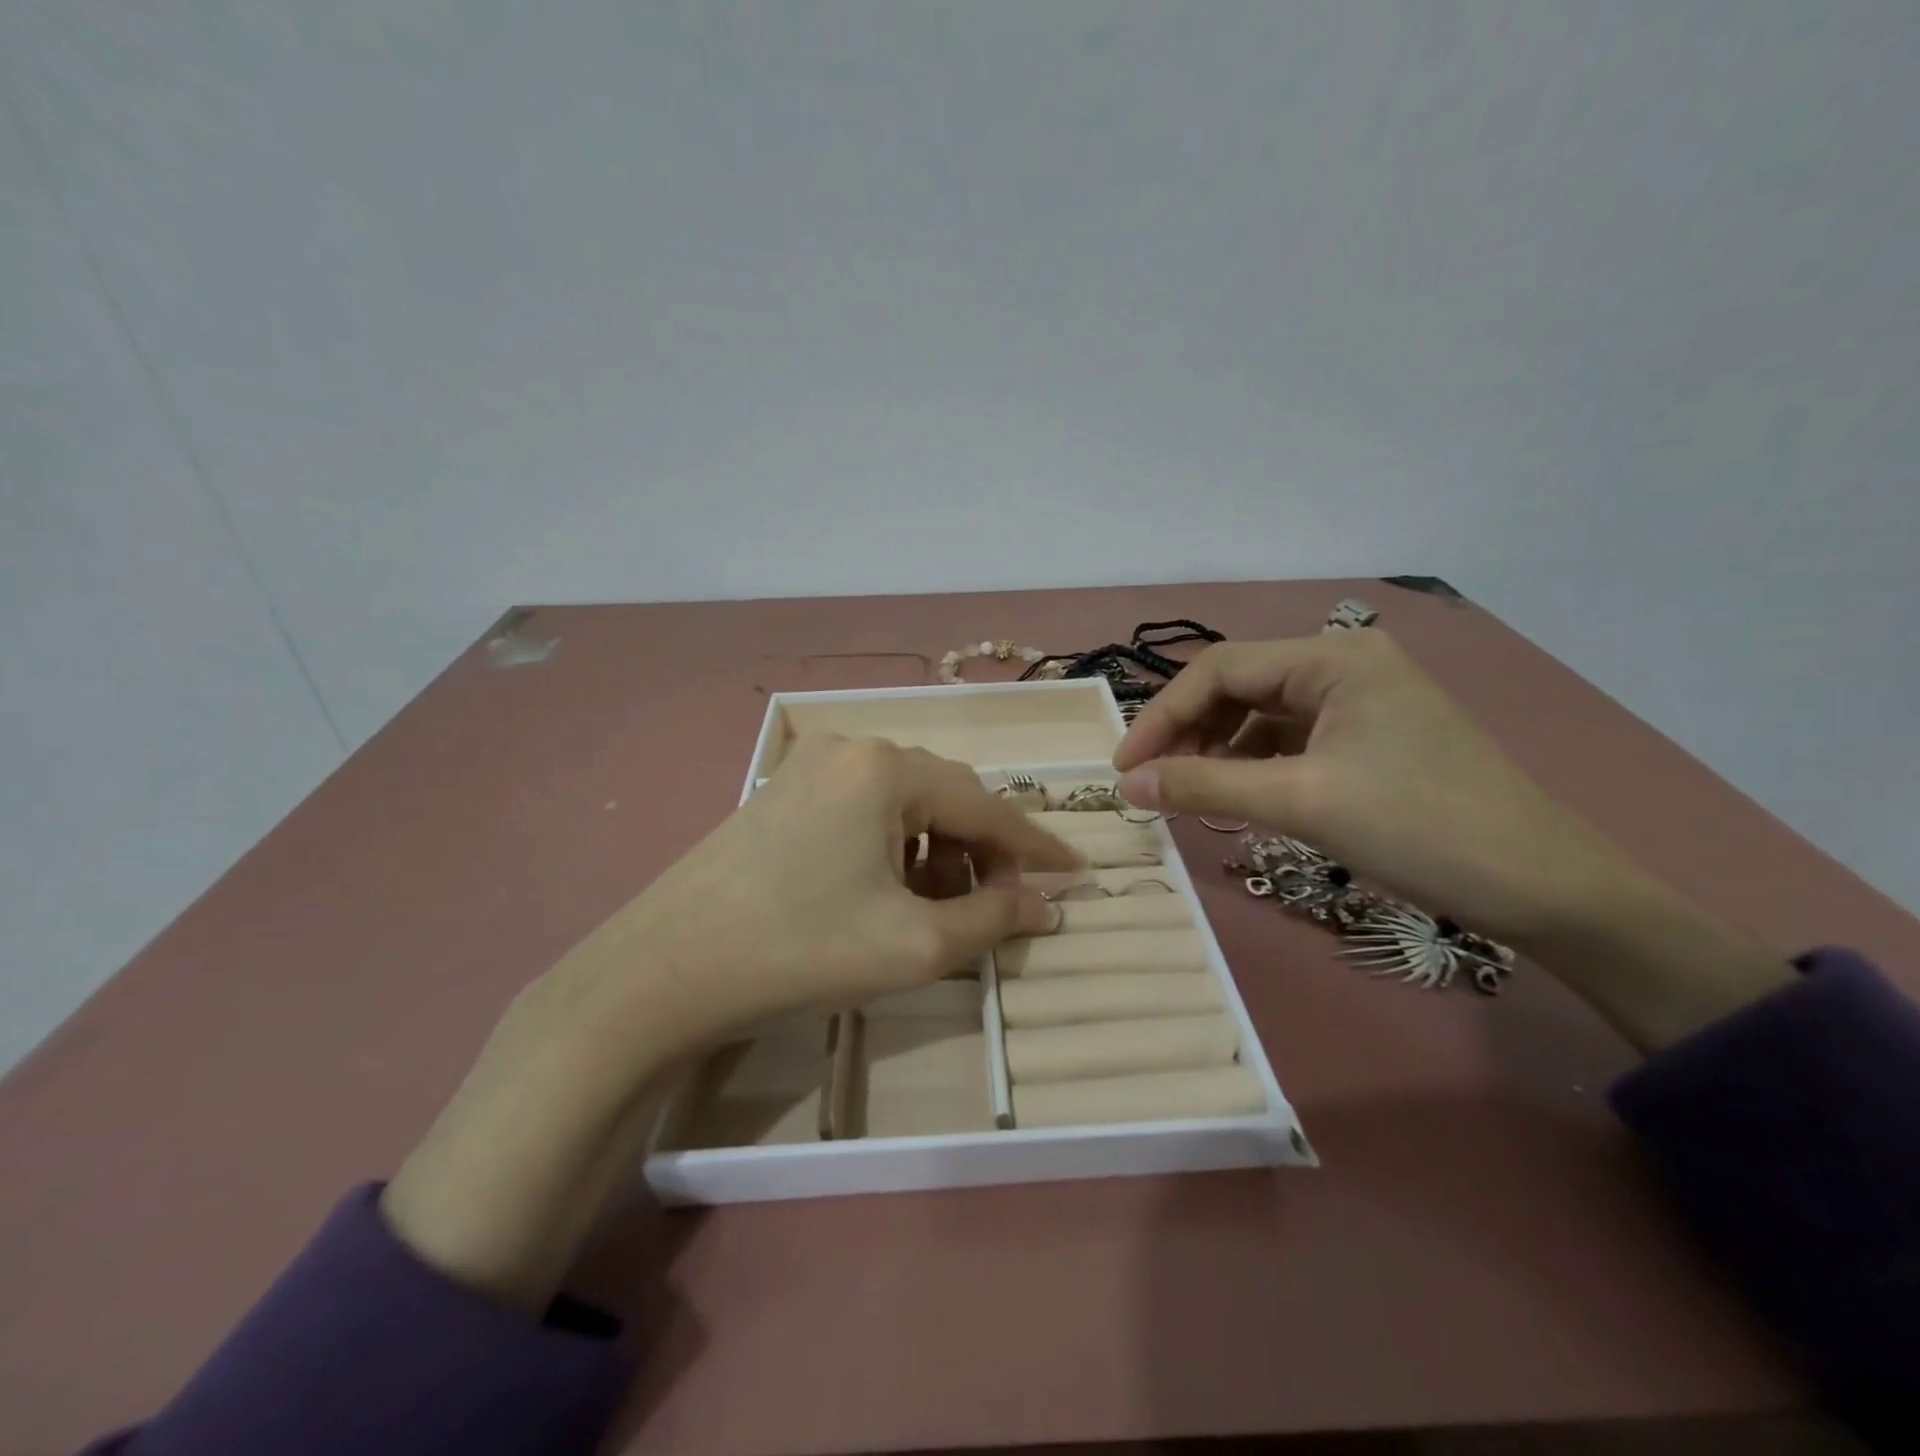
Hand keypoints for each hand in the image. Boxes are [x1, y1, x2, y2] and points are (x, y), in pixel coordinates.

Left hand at [557, 735, 1078, 1054]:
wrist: (665, 970)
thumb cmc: (801, 950)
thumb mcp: (913, 945)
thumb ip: (992, 919)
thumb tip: (1046, 905)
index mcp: (888, 769)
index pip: (986, 805)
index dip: (1034, 846)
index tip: (1074, 874)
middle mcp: (851, 749)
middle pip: (945, 796)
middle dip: (982, 851)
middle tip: (1001, 902)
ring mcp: (809, 767)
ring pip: (903, 802)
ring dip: (937, 849)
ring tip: (940, 906)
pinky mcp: (782, 792)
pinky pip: (862, 809)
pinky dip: (892, 845)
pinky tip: (887, 889)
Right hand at [1113, 629, 1622, 945]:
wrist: (1544, 888)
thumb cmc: (1420, 828)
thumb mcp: (1300, 803)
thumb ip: (1204, 785)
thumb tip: (1127, 785)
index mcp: (1333, 658)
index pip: (1220, 670)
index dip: (1162, 716)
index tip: (1125, 768)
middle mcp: (1345, 664)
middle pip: (1239, 686)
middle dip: (1189, 732)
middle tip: (1155, 783)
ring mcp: (1361, 701)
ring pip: (1262, 714)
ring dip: (1218, 750)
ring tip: (1193, 793)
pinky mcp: (1370, 737)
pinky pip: (1290, 739)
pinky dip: (1254, 764)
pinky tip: (1240, 796)